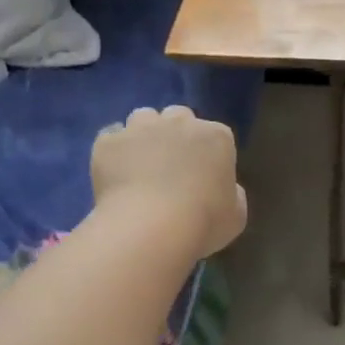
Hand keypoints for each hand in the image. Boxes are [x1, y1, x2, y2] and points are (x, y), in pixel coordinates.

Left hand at [92, 105, 247, 257]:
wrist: (150, 227)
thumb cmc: (203, 223)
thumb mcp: (236, 215)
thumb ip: (232, 194)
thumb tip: (222, 188)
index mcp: (216, 137)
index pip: (216, 135)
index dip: (209, 154)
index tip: (203, 177)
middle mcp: (179, 122)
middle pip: (178, 117)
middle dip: (176, 135)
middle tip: (171, 166)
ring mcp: (141, 128)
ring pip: (143, 118)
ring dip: (144, 135)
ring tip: (140, 165)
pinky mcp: (108, 141)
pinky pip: (111, 138)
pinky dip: (114, 151)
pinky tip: (116, 174)